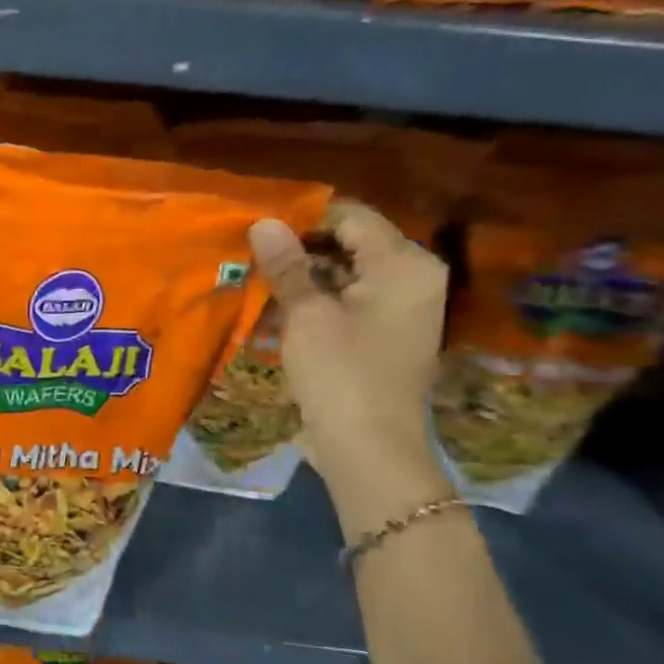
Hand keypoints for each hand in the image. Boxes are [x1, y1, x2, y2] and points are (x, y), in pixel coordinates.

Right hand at [247, 202, 448, 505]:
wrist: (368, 447)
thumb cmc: (341, 373)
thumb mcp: (307, 314)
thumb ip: (287, 265)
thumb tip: (263, 222)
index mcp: (404, 264)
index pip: (351, 216)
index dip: (303, 217)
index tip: (257, 226)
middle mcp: (412, 277)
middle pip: (351, 242)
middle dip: (301, 245)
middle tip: (250, 251)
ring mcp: (401, 307)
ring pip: (346, 271)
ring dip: (304, 273)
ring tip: (257, 275)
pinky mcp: (384, 332)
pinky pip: (348, 298)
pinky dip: (316, 297)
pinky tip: (278, 304)